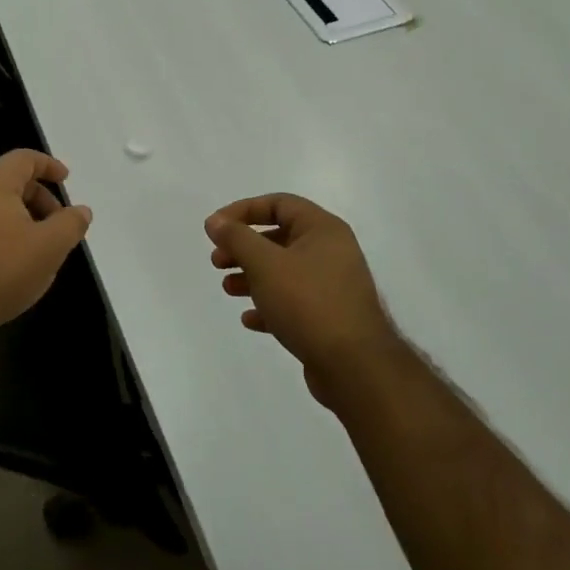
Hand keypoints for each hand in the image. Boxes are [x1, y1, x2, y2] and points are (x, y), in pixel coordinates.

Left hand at [0, 150, 93, 347]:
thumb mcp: (49, 247)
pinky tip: (16, 261)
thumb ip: (70, 224)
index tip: (66, 179)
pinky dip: (5, 231)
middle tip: (59, 223)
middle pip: (10, 181)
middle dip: (40, 197)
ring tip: (41, 246)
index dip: (48, 165)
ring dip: (24, 217)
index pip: (23, 158)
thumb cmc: (1, 271)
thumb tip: (81, 210)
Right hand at [204, 194, 404, 403]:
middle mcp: (331, 251)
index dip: (243, 210)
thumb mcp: (265, 264)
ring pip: (283, 271)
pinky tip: (250, 319)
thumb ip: (237, 238)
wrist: (354, 365)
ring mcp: (332, 285)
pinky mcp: (329, 317)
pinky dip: (269, 304)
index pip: (279, 203)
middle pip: (279, 237)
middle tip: (217, 261)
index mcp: (323, 229)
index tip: (215, 228)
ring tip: (228, 289)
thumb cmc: (308, 302)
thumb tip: (215, 221)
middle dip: (243, 247)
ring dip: (252, 276)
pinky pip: (293, 301)